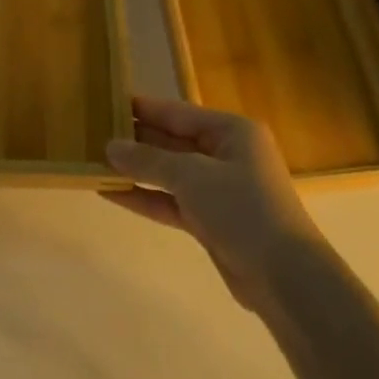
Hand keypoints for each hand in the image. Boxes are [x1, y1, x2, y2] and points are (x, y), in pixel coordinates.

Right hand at [102, 95, 325, 312]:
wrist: (284, 276)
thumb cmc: (242, 208)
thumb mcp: (192, 176)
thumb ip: (150, 161)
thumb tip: (110, 147)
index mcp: (232, 131)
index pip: (179, 113)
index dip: (145, 109)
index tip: (110, 102)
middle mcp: (226, 155)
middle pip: (174, 142)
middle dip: (137, 140)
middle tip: (95, 134)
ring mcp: (219, 190)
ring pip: (170, 174)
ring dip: (137, 171)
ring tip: (96, 162)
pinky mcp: (211, 221)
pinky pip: (172, 202)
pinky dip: (146, 198)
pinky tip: (113, 194)